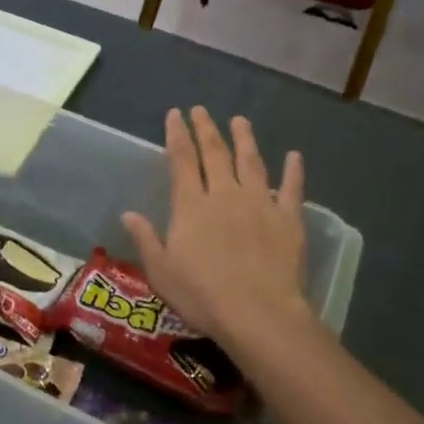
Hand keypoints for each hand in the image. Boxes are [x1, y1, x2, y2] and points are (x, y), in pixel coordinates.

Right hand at [121, 107, 312, 347]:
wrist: (259, 314)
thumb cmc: (203, 296)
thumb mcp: (161, 271)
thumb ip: (146, 238)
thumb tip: (128, 213)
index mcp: (191, 205)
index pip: (182, 160)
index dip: (177, 134)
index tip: (175, 114)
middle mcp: (225, 194)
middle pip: (215, 153)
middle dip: (206, 129)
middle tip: (201, 110)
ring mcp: (260, 203)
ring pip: (251, 161)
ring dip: (244, 138)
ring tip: (240, 120)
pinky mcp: (288, 218)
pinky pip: (292, 188)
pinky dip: (293, 170)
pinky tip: (295, 155)